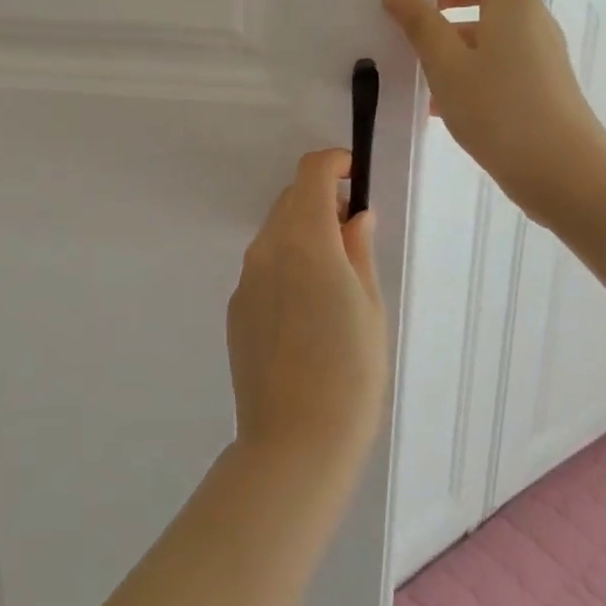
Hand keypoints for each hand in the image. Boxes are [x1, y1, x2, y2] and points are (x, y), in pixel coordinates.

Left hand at [226, 150, 386, 485]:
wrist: (294, 441)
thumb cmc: (350, 372)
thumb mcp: (369, 306)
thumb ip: (358, 250)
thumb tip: (355, 215)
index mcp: (305, 239)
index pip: (310, 173)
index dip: (333, 164)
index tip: (354, 176)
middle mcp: (267, 247)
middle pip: (291, 199)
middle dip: (320, 200)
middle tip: (352, 233)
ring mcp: (246, 276)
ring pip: (276, 232)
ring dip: (302, 233)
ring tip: (333, 279)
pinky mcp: (236, 305)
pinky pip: (264, 266)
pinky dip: (285, 264)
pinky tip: (306, 311)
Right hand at [383, 0, 605, 224]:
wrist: (569, 179)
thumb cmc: (504, 113)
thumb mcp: (448, 66)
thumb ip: (419, 23)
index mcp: (512, 0)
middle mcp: (528, 17)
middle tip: (406, 13)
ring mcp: (536, 51)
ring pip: (487, 22)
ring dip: (449, 31)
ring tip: (413, 61)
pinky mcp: (536, 82)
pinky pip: (494, 54)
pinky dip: (463, 61)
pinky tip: (435, 100)